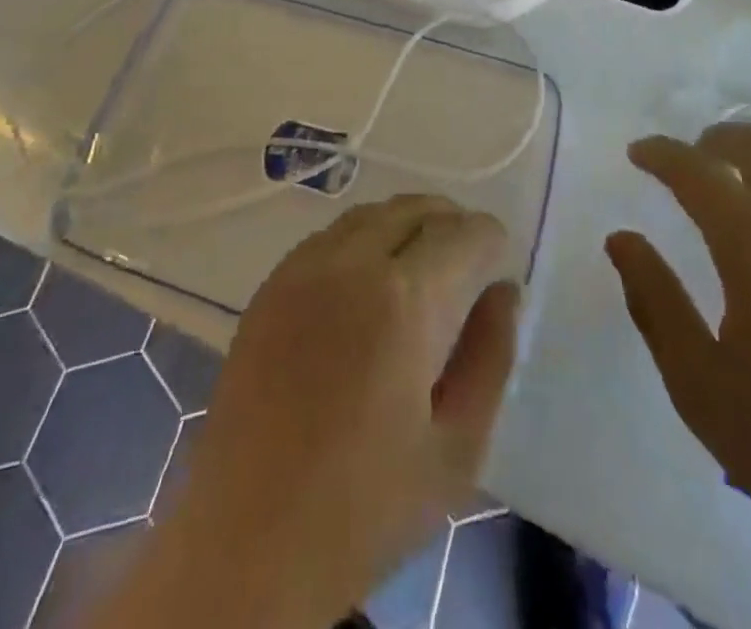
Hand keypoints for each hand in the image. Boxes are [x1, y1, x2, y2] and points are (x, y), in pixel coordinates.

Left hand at [105, 195, 518, 628]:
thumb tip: (503, 291)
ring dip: (406, 223)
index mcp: (405, 299)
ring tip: (422, 263)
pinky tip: (367, 281)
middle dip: (451, 222)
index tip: (498, 263)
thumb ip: (490, 357)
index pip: (463, 233)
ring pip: (370, 214)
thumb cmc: (366, 505)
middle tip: (467, 259)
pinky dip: (363, 239)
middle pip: (415, 208)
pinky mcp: (270, 286)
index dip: (490, 240)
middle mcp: (351, 262)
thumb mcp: (457, 449)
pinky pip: (329, 237)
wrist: (248, 542)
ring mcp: (303, 268)